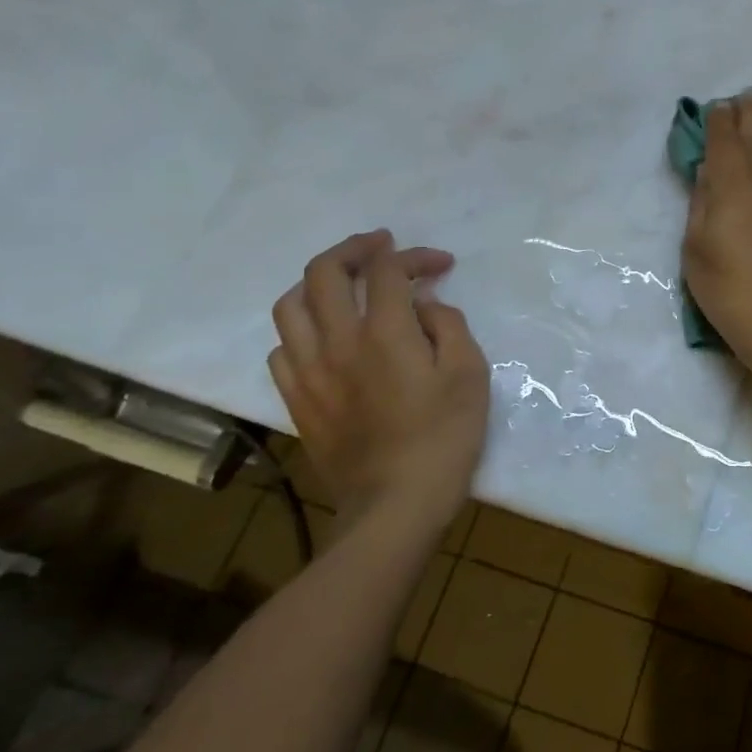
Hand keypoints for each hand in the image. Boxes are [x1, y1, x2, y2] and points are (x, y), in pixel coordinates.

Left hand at [268, 229, 489, 528]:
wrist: (395, 504)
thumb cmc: (444, 438)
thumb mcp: (470, 375)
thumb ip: (449, 326)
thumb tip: (425, 306)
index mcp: (384, 332)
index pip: (387, 270)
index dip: (414, 256)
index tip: (441, 265)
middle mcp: (337, 341)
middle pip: (324, 272)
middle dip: (354, 248)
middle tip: (380, 247)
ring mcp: (309, 371)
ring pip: (290, 306)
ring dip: (317, 284)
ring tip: (343, 286)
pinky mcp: (297, 400)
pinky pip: (281, 349)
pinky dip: (302, 330)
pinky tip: (324, 338)